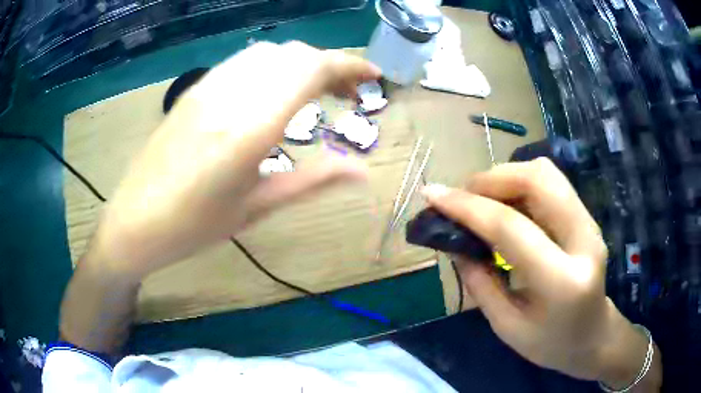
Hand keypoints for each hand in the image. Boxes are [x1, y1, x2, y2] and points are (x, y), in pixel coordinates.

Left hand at [92, 41, 379, 277]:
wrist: (135, 222)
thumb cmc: (194, 225)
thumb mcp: (257, 207)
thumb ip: (313, 180)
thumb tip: (362, 172)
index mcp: (251, 126)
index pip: (312, 69)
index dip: (350, 65)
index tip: (374, 77)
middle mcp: (231, 94)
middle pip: (294, 54)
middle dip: (331, 65)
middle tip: (347, 94)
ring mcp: (208, 87)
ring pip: (269, 53)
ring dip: (301, 63)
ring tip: (314, 90)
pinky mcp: (195, 90)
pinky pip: (243, 62)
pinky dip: (273, 66)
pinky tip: (273, 91)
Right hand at [422, 158, 660, 389]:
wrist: (594, 337)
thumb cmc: (550, 344)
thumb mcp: (506, 326)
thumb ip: (479, 281)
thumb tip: (452, 241)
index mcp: (562, 281)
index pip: (511, 227)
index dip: (467, 207)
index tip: (432, 195)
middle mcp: (584, 240)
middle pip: (538, 179)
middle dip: (491, 179)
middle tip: (462, 198)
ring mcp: (590, 223)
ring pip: (545, 173)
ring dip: (506, 177)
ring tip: (482, 201)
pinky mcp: (587, 216)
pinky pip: (551, 183)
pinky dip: (520, 184)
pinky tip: (506, 206)